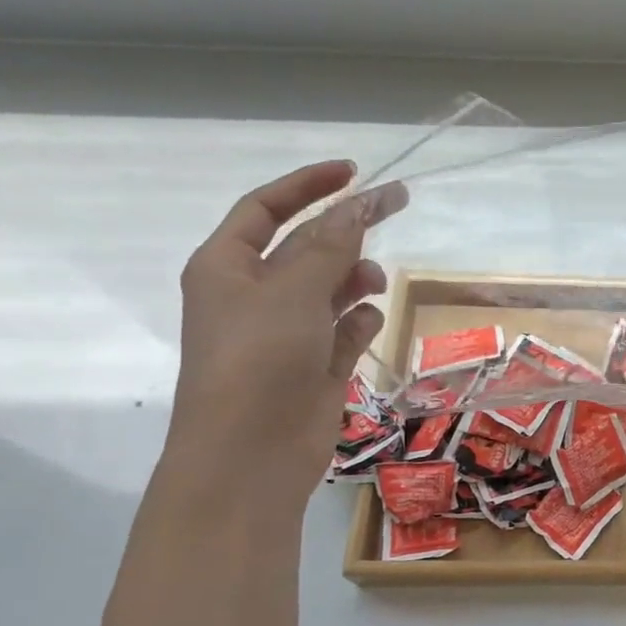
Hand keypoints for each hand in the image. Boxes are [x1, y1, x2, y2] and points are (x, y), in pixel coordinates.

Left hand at [165, 162, 408, 502]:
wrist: (250, 454)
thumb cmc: (258, 359)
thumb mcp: (293, 290)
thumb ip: (330, 245)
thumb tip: (359, 205)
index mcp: (227, 267)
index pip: (266, 209)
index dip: (307, 185)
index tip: (354, 172)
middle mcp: (255, 295)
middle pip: (306, 246)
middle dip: (346, 228)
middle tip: (397, 204)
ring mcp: (287, 333)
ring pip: (329, 287)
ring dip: (354, 277)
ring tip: (375, 282)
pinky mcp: (315, 365)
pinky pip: (343, 329)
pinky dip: (359, 321)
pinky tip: (369, 322)